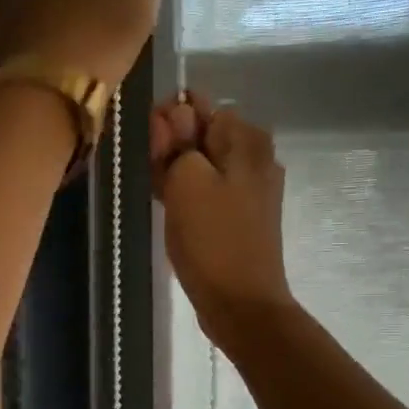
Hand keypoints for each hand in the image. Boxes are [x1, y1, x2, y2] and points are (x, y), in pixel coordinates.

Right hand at [151, 94, 294, 349]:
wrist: (241, 303)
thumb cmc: (212, 239)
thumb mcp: (186, 179)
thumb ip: (177, 140)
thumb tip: (175, 113)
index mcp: (246, 139)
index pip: (197, 105)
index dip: (168, 122)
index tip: (153, 151)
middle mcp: (255, 156)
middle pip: (200, 134)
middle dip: (171, 149)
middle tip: (155, 178)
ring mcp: (251, 187)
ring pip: (201, 163)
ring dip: (175, 173)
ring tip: (161, 198)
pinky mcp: (242, 214)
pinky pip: (208, 189)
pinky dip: (188, 194)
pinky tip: (171, 211)